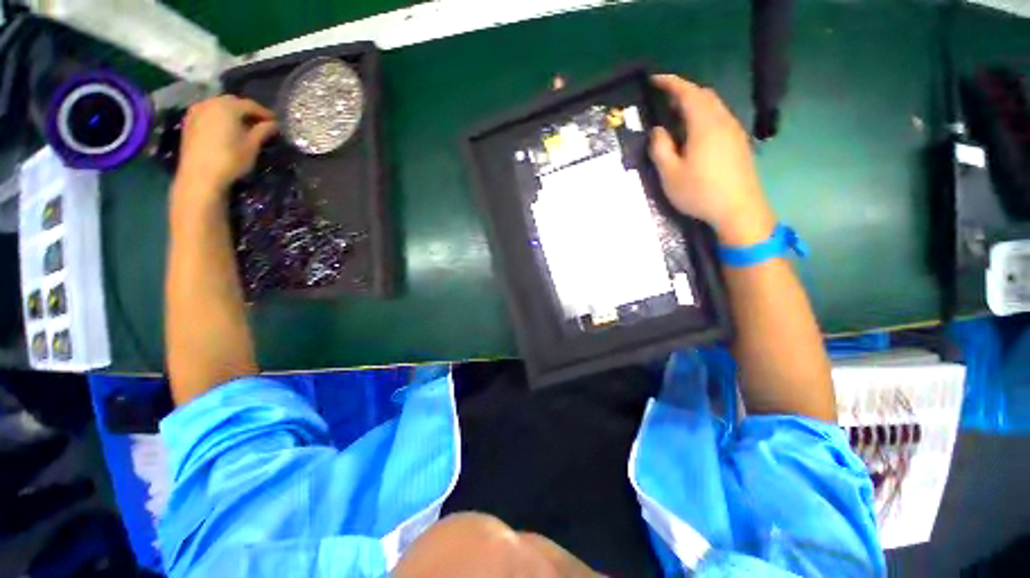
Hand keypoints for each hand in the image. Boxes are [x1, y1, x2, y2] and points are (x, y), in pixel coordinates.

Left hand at [176, 95, 278, 196]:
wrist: (200, 175)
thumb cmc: (230, 159)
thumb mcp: (252, 146)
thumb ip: (263, 131)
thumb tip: (274, 124)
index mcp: (227, 107)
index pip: (250, 105)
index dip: (265, 113)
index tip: (276, 122)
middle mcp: (210, 103)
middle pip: (233, 102)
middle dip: (247, 111)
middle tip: (260, 123)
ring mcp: (196, 111)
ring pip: (218, 106)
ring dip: (232, 113)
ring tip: (243, 126)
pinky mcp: (189, 122)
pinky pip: (208, 113)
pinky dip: (219, 117)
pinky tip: (226, 128)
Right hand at [649, 75, 774, 245]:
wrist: (739, 209)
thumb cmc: (700, 192)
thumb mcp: (670, 174)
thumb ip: (660, 149)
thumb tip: (657, 130)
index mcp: (705, 125)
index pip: (688, 92)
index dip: (671, 83)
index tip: (654, 79)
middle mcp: (723, 121)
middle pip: (704, 95)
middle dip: (683, 93)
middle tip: (664, 103)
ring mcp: (734, 131)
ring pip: (713, 107)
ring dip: (694, 106)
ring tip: (676, 120)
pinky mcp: (739, 143)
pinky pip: (719, 119)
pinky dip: (704, 117)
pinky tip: (694, 136)